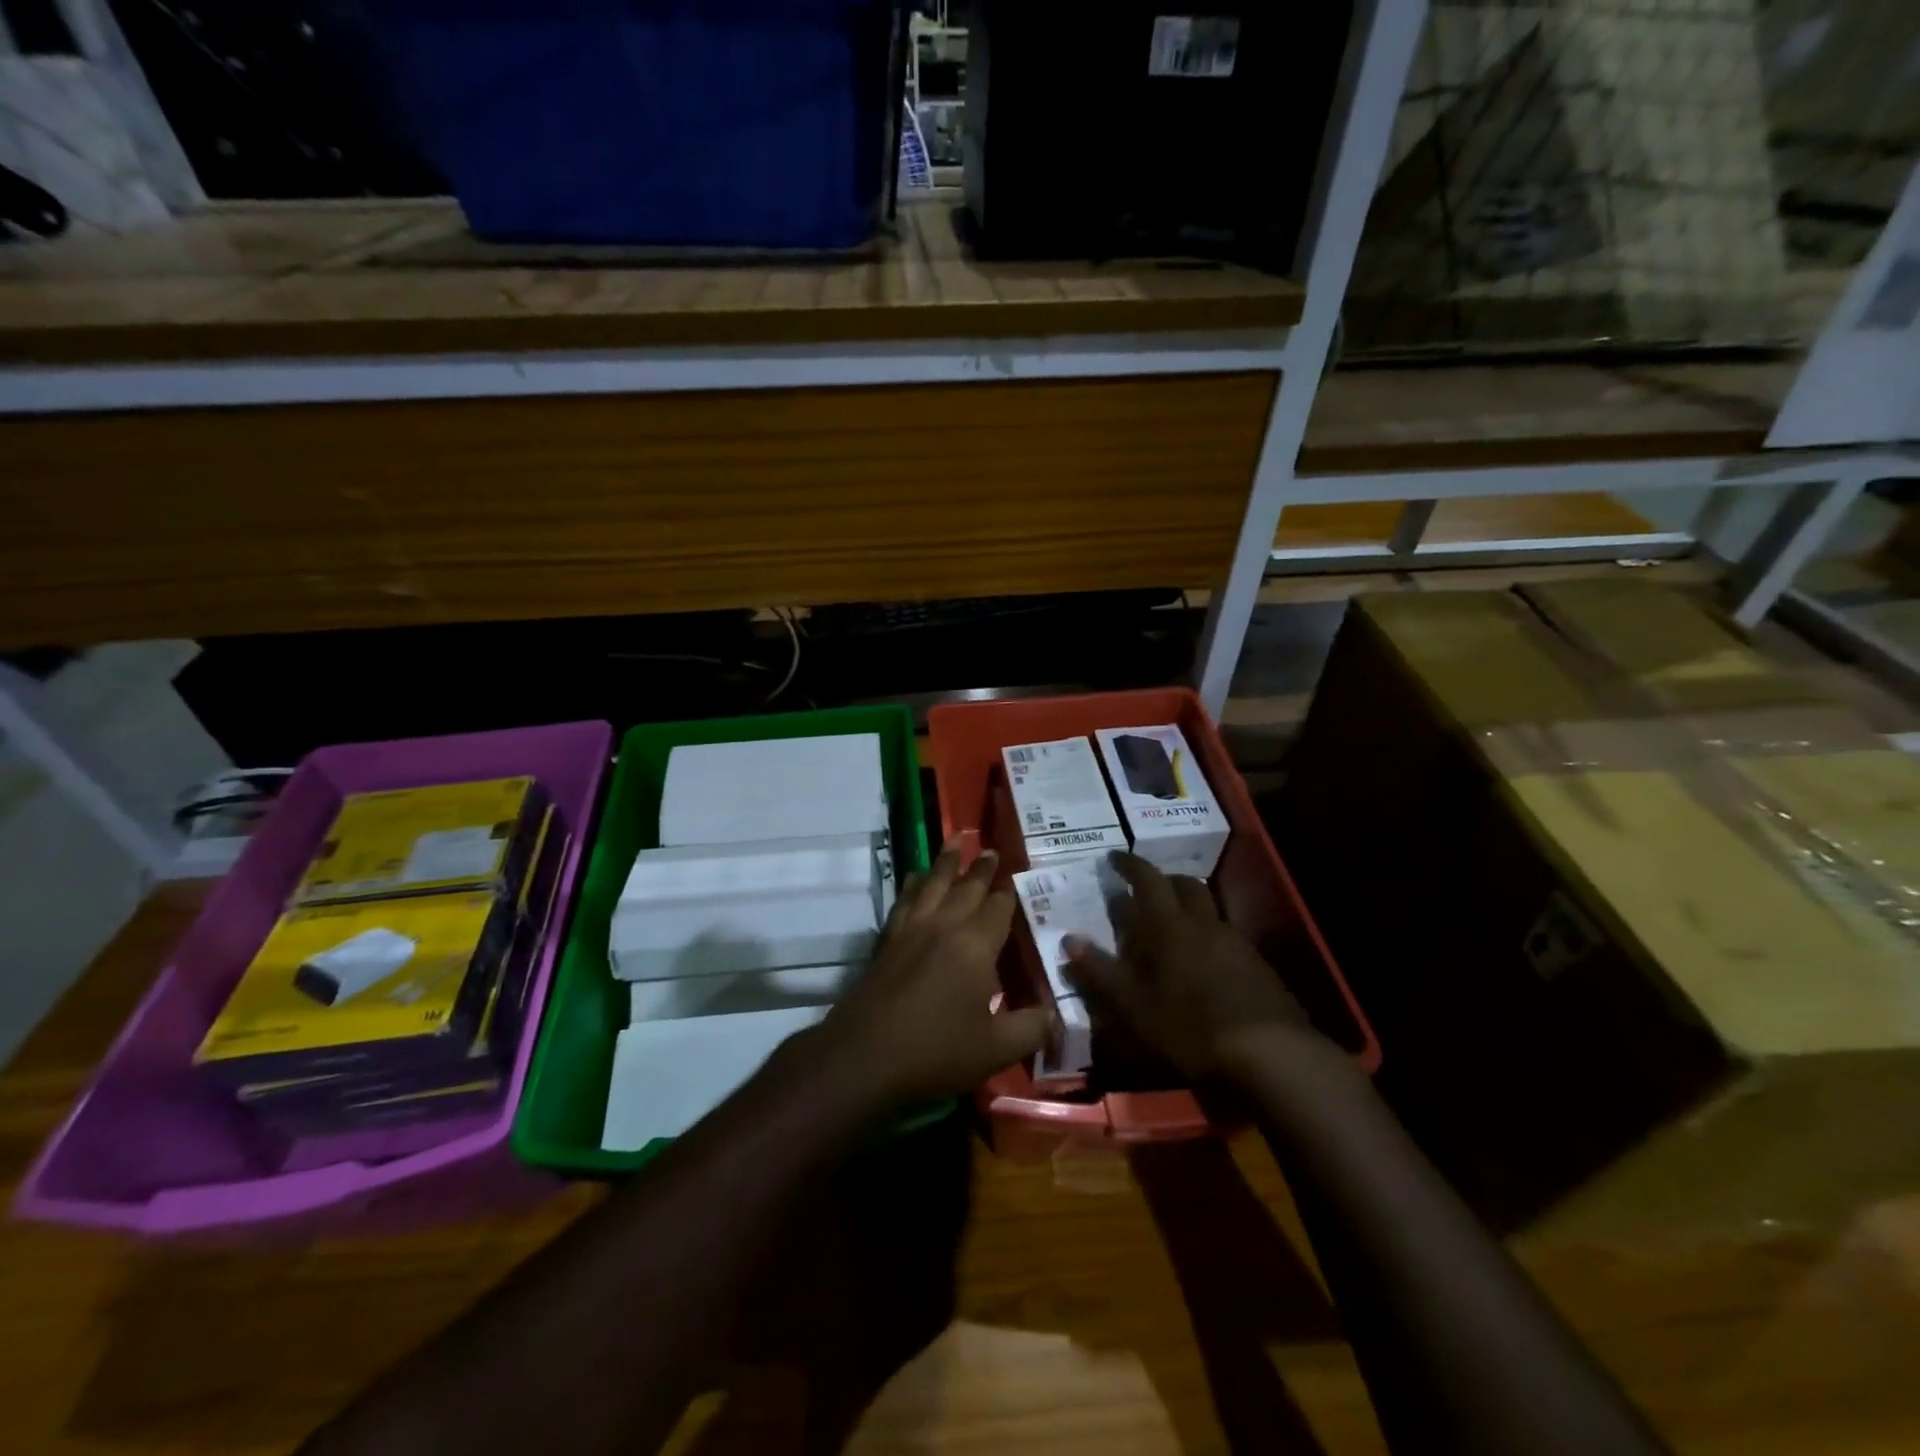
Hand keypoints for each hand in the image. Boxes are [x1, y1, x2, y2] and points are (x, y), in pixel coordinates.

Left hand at [817, 842, 1053, 1107]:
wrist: (863, 1057)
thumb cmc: (935, 1051)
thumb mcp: (994, 1050)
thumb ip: (1031, 1029)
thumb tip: (1057, 1016)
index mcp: (975, 945)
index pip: (998, 908)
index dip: (1009, 893)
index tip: (1017, 875)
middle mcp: (944, 926)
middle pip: (966, 888)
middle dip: (981, 868)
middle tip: (990, 849)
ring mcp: (911, 930)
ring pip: (932, 884)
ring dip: (945, 862)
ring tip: (955, 840)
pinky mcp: (886, 941)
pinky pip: (904, 900)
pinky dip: (913, 884)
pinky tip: (914, 878)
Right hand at [1064, 853, 1314, 1079]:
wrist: (1272, 1055)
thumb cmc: (1192, 1027)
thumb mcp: (1135, 1007)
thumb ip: (1101, 972)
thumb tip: (1069, 940)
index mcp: (1171, 927)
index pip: (1148, 880)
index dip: (1130, 865)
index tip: (1114, 856)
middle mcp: (1205, 924)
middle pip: (1185, 885)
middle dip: (1163, 880)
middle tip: (1144, 889)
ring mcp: (1236, 943)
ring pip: (1209, 909)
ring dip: (1188, 906)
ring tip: (1171, 926)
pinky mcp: (1258, 966)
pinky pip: (1226, 935)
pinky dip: (1208, 935)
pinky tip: (1203, 962)